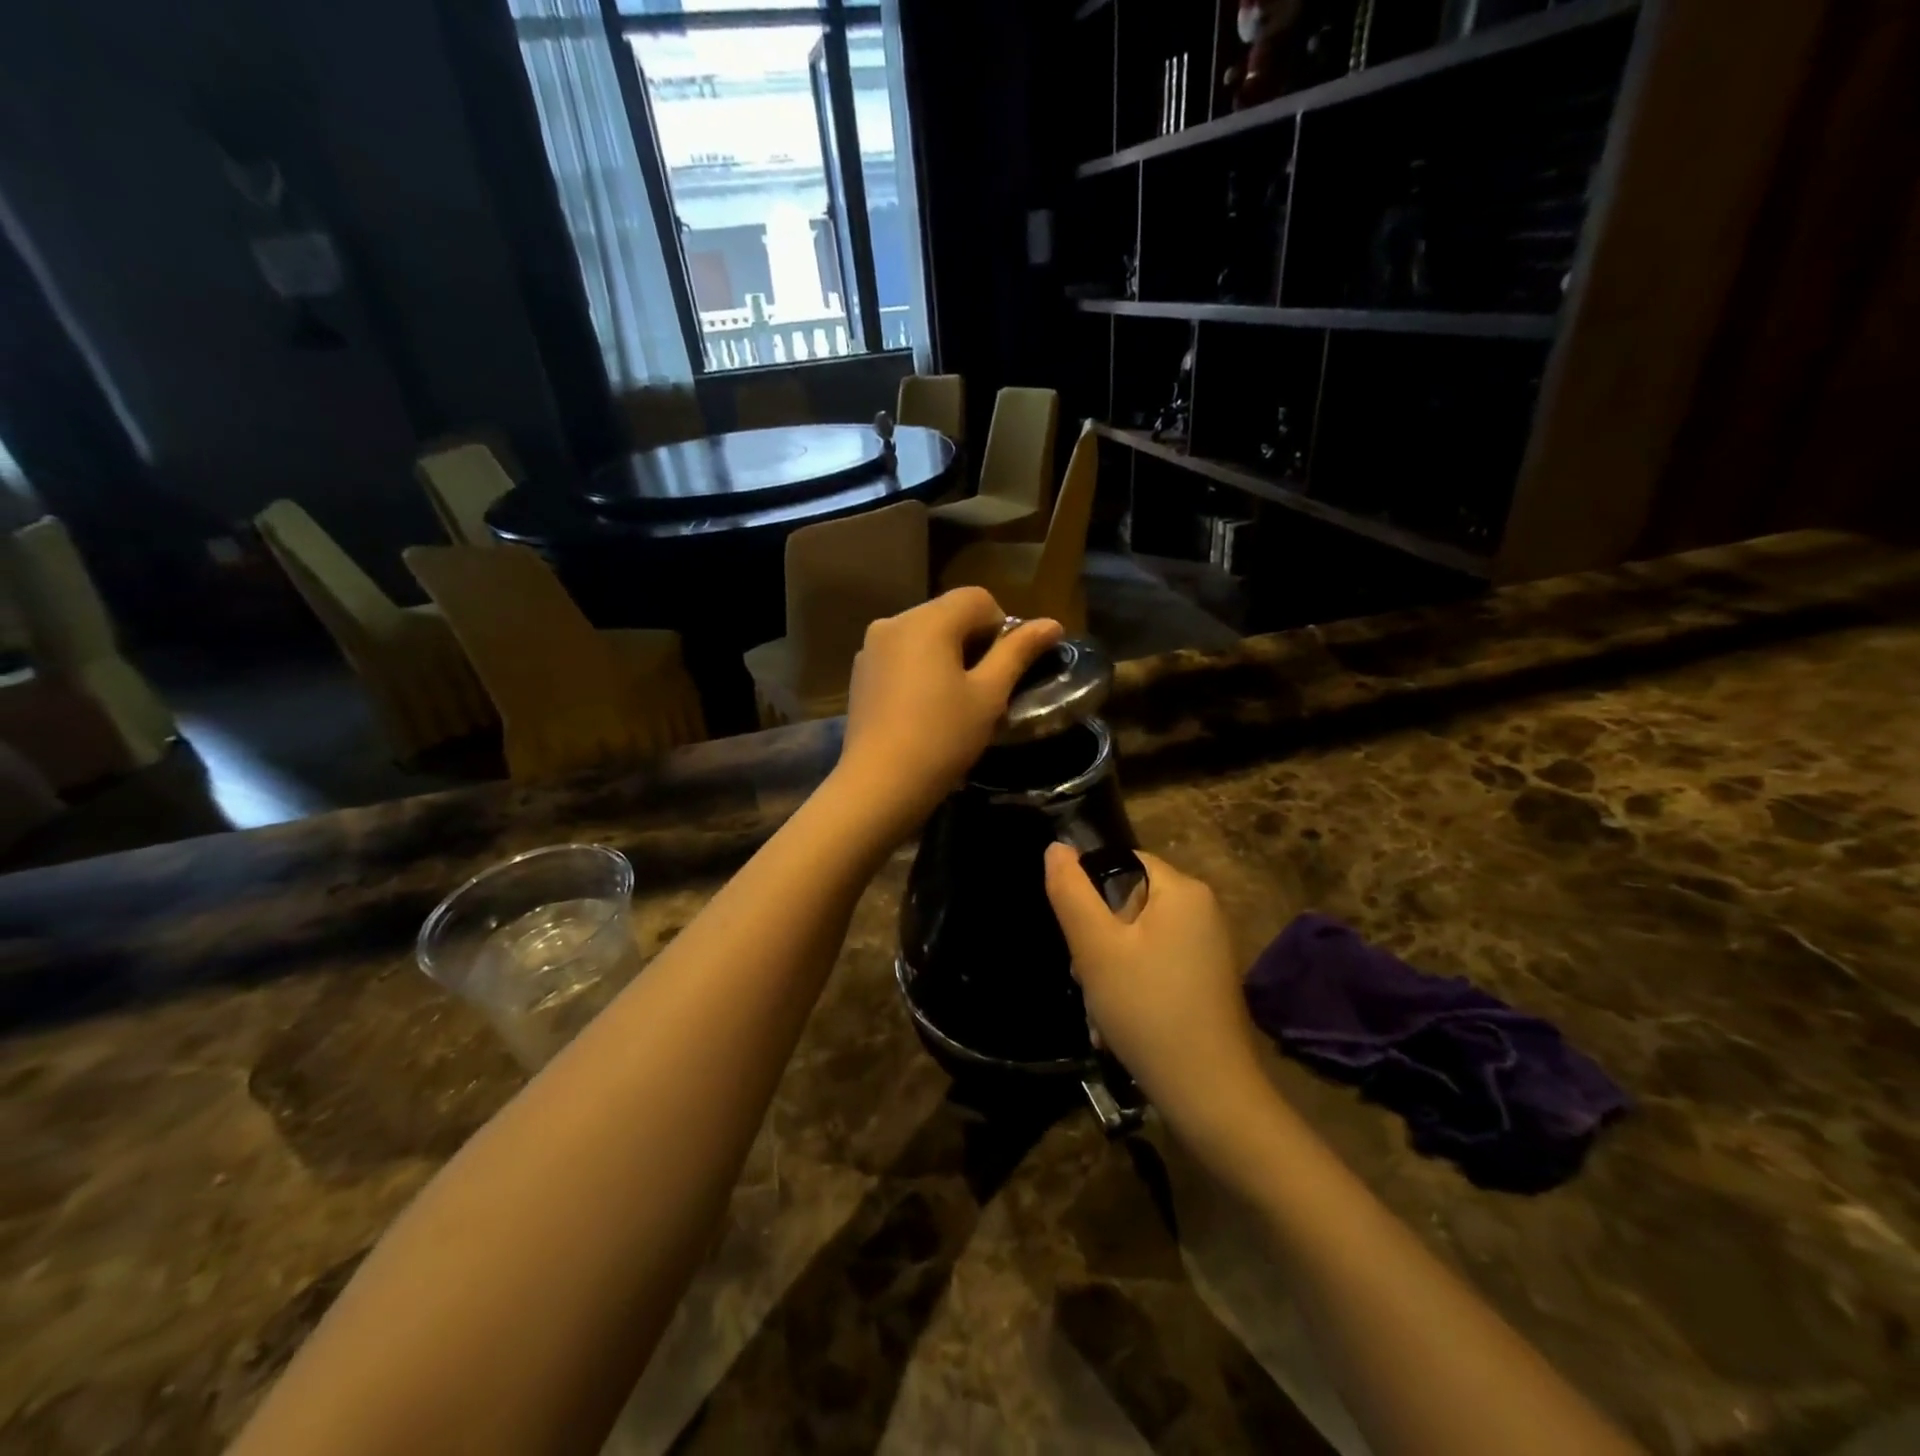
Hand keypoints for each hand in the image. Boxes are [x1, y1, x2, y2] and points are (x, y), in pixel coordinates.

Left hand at [834, 588, 1061, 839]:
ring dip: (946, 654)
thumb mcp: (989, 695)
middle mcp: (894, 622)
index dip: (1002, 627)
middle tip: (984, 688)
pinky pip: (901, 655)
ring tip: (954, 699)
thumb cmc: (942, 737)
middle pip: (948, 613)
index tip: (1004, 669)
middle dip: (973, 640)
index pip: (978, 599)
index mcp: (928, 620)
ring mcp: (871, 647)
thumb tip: (1053, 623)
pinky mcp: (860, 672)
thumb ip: (1018, 652)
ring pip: (923, 634)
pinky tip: (924, 707)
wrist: (879, 784)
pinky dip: (920, 667)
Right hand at [1045, 845, 1264, 1130]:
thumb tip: (1057, 847)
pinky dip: (1132, 988)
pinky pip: (1157, 966)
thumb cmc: (1147, 1009)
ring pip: (1138, 941)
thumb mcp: (1096, 948)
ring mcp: (1208, 949)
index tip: (1077, 937)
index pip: (1123, 863)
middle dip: (1098, 941)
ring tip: (1099, 1012)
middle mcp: (1203, 911)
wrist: (1210, 1096)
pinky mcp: (1206, 982)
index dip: (1090, 893)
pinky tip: (1117, 1026)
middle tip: (1085, 980)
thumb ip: (1071, 892)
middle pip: (1129, 904)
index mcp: (1183, 890)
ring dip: (1109, 971)